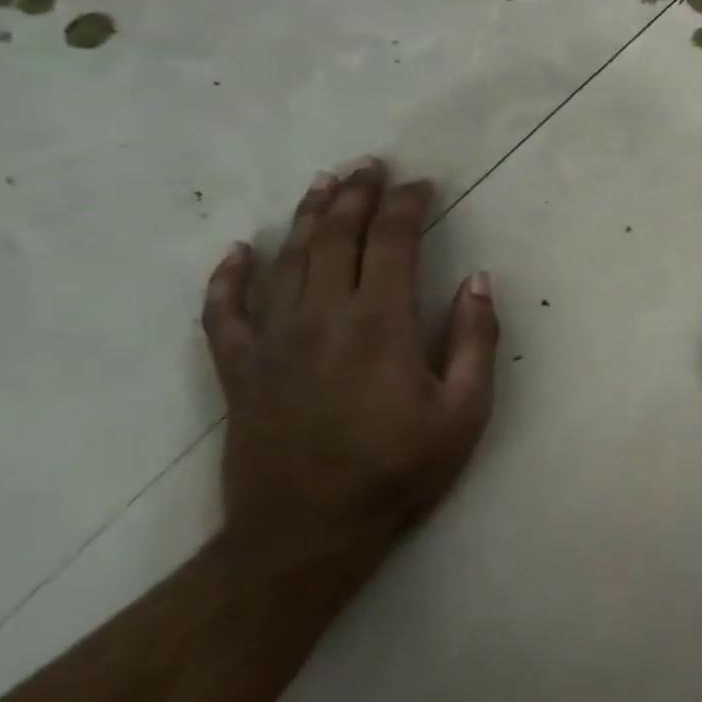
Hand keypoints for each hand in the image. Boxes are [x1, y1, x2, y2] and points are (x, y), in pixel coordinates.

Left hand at [201, 158, 500, 567]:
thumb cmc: (398, 471)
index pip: (392, 242)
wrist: (306, 536)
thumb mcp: (465, 411)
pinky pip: (223, 314)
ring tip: (324, 182)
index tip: (423, 185)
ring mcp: (273, 342)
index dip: (407, 206)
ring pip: (287, 261)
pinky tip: (237, 252)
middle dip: (357, 195)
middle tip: (372, 164)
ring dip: (307, 217)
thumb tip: (478, 280)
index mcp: (379, 323)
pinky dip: (227, 279)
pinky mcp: (240, 371)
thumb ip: (476, 339)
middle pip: (336, 238)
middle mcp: (321, 318)